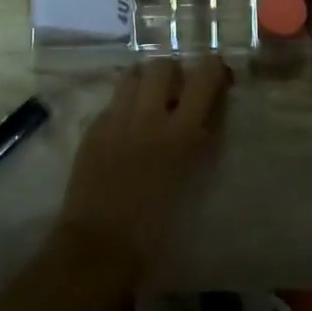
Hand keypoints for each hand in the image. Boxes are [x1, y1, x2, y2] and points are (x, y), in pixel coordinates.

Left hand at [57, 56, 230, 282]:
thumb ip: (201, 142)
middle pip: (163, 65)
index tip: (218, 76)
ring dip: (146, 82)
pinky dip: (125, 105)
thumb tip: (207, 116)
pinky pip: (113, 100)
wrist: (99, 245)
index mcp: (180, 133)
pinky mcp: (93, 128)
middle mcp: (148, 115)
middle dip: (175, 72)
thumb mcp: (193, 181)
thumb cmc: (157, 228)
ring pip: (133, 74)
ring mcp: (116, 118)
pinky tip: (127, 127)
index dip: (215, 69)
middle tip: (178, 92)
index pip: (205, 77)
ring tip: (150, 101)